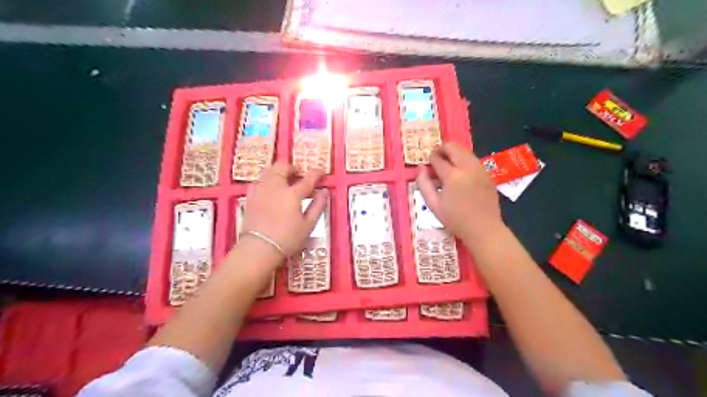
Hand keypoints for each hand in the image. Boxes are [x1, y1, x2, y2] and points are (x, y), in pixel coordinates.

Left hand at [237, 159, 324, 256]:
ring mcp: (261, 189)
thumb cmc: (287, 239)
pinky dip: (267, 180)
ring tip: (285, 180)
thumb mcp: (308, 225)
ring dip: (279, 171)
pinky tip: (270, 189)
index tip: (321, 172)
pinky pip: (259, 180)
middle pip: (283, 167)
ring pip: (269, 170)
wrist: (258, 248)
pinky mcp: (250, 196)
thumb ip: (318, 206)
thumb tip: (324, 191)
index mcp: (292, 194)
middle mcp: (276, 186)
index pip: (308, 178)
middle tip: (299, 175)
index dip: (316, 173)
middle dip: (293, 168)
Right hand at [415, 142, 505, 247]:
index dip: (430, 158)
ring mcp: (480, 170)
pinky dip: (464, 160)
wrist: (483, 229)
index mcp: (452, 176)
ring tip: (447, 164)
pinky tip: (460, 172)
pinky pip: (473, 160)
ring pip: (465, 151)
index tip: (427, 163)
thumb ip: (423, 184)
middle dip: (442, 149)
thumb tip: (420, 167)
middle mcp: (467, 168)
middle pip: (453, 148)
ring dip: (454, 153)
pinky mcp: (488, 174)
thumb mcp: (433, 204)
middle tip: (436, 157)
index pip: (438, 158)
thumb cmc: (455, 219)